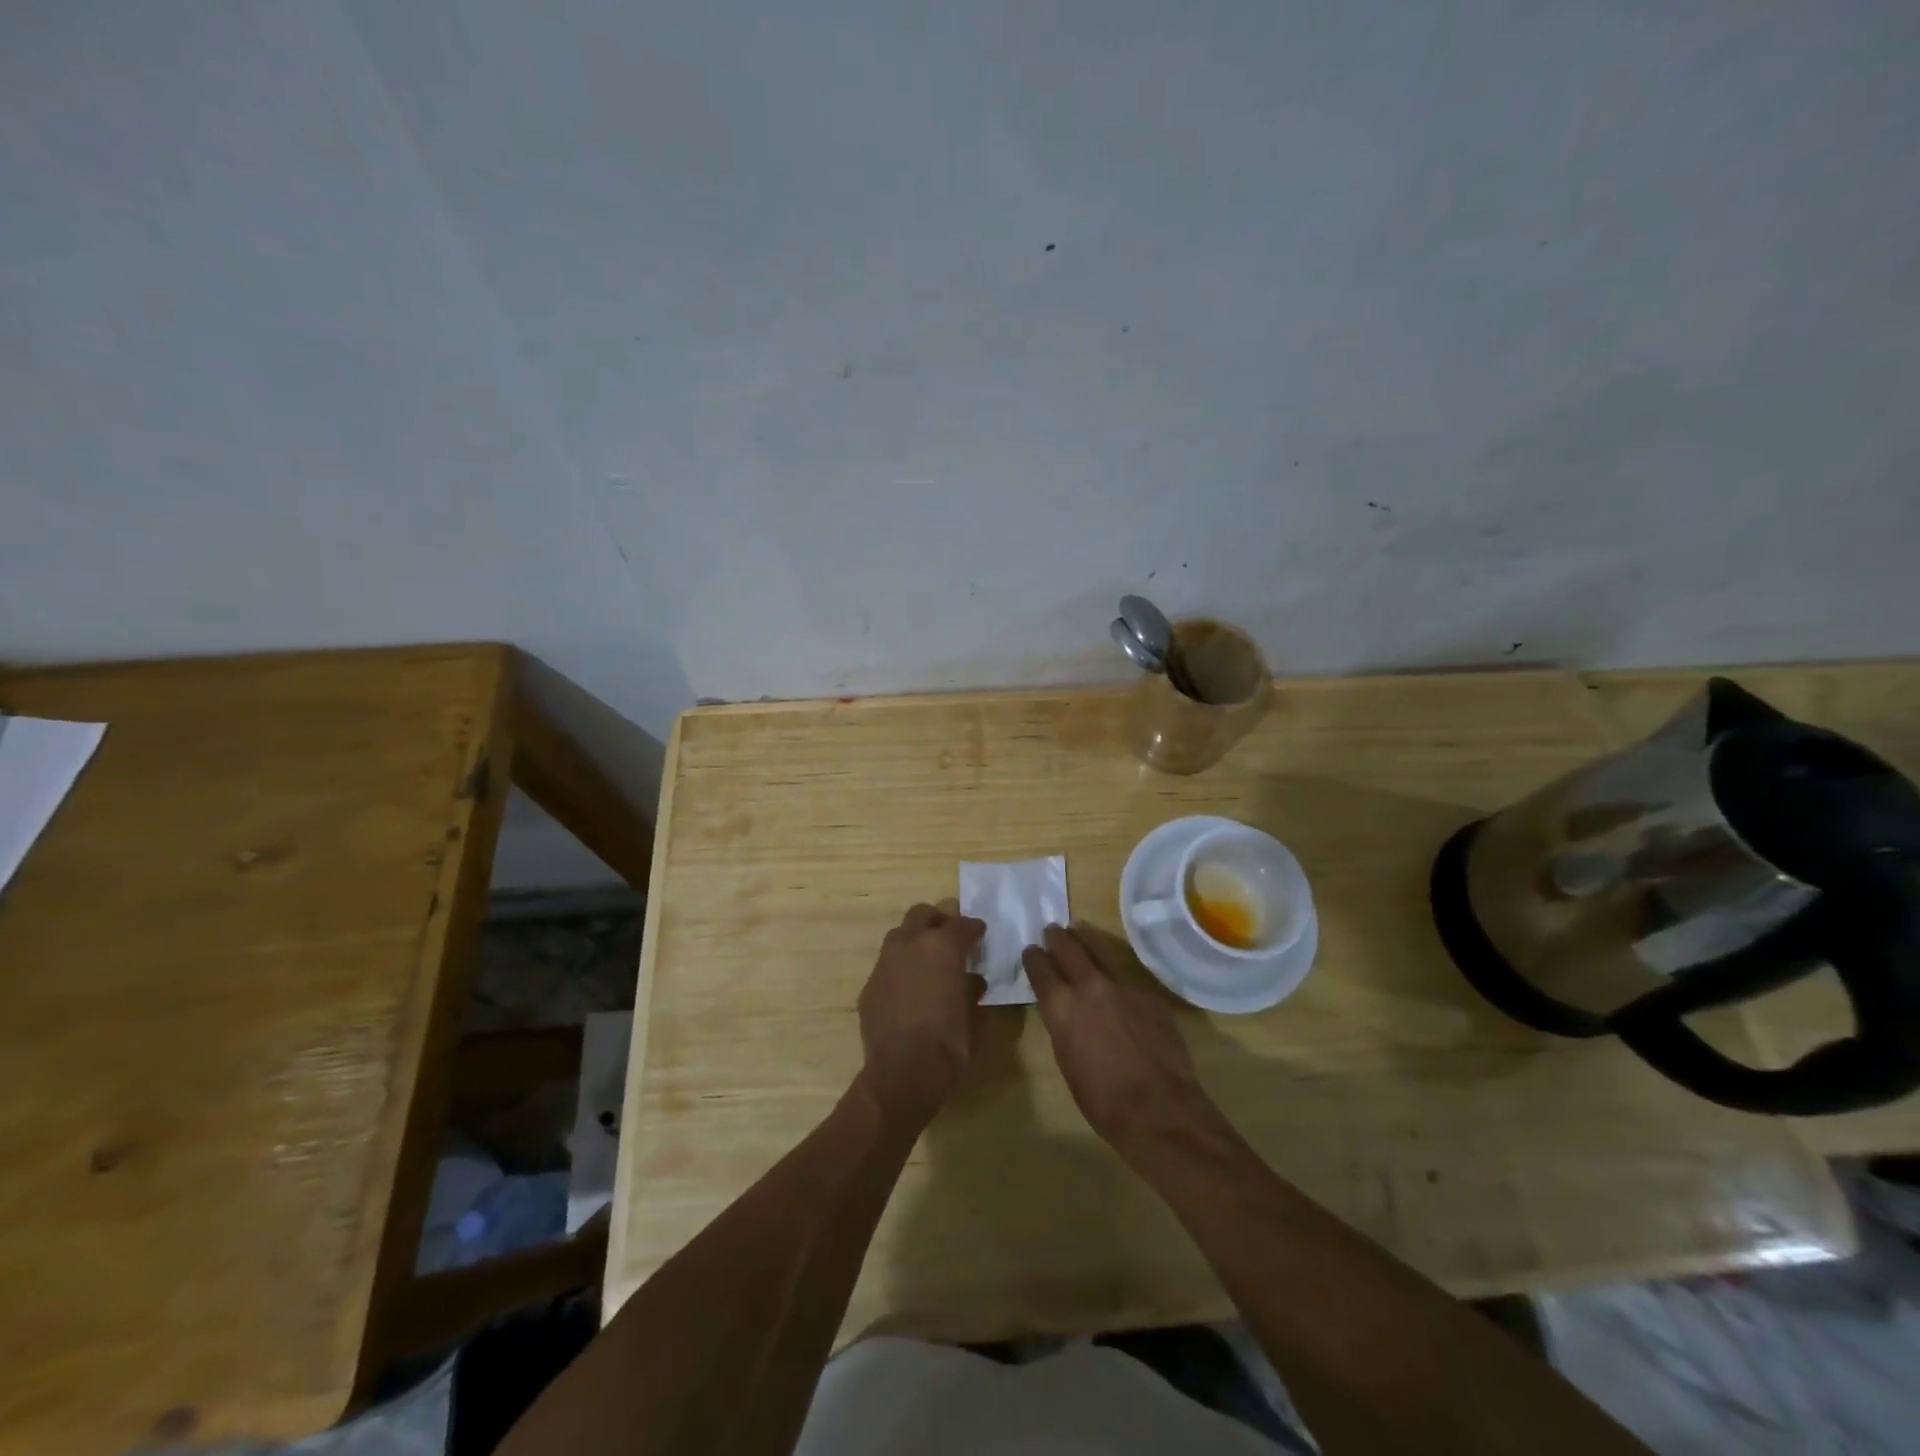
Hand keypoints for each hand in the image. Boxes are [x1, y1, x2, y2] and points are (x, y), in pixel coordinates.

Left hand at [857, 903, 987, 1130]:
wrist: (902, 1073)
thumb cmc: (948, 1043)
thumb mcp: (974, 1015)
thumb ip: (972, 989)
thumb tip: (972, 980)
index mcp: (941, 947)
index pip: (961, 925)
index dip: (974, 928)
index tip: (980, 934)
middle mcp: (910, 945)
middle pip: (922, 915)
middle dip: (938, 921)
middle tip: (950, 938)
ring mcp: (885, 963)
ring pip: (900, 936)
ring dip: (916, 941)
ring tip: (928, 962)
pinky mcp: (869, 985)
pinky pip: (888, 966)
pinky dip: (901, 969)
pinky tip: (910, 990)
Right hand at [1023, 925, 1223, 1158]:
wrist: (1159, 1109)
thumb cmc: (1102, 1100)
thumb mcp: (1067, 1061)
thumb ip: (1064, 1026)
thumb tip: (1065, 1011)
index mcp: (1061, 1007)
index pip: (1040, 968)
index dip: (1033, 958)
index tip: (1031, 951)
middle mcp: (1089, 986)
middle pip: (1068, 948)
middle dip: (1057, 937)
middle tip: (1052, 930)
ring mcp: (1122, 986)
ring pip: (1100, 950)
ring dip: (1086, 940)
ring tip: (1079, 930)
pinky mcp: (1148, 994)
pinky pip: (1125, 974)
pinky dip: (1113, 971)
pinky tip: (1114, 978)